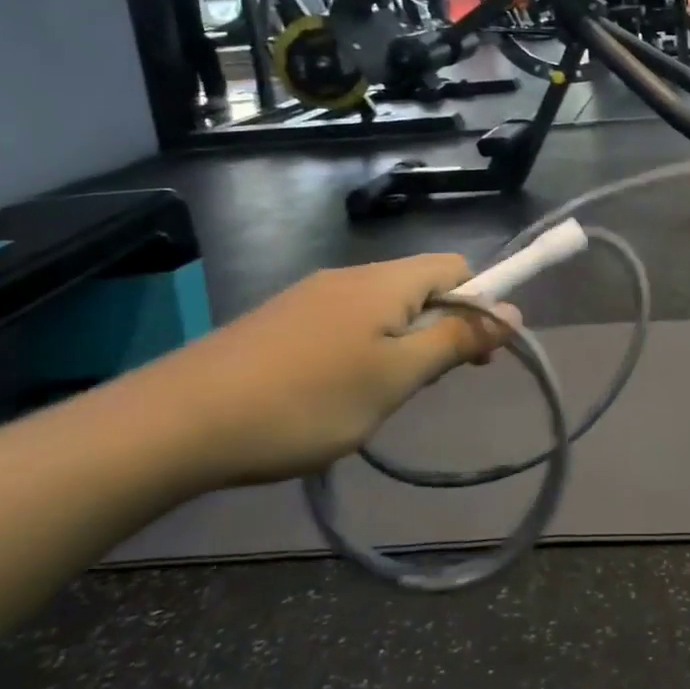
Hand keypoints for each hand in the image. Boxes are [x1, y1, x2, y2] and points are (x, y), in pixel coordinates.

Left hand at [134, 254, 518, 488]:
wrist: (177, 422)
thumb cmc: (307, 401)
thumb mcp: (395, 378)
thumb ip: (455, 341)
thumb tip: (512, 311)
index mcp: (386, 281)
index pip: (457, 267)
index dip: (479, 304)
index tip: (475, 357)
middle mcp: (351, 275)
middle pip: (420, 286)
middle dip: (438, 328)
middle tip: (423, 385)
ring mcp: (311, 295)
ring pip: (382, 308)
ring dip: (400, 343)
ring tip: (377, 396)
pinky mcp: (281, 319)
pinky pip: (345, 322)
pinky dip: (361, 349)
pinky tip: (334, 393)